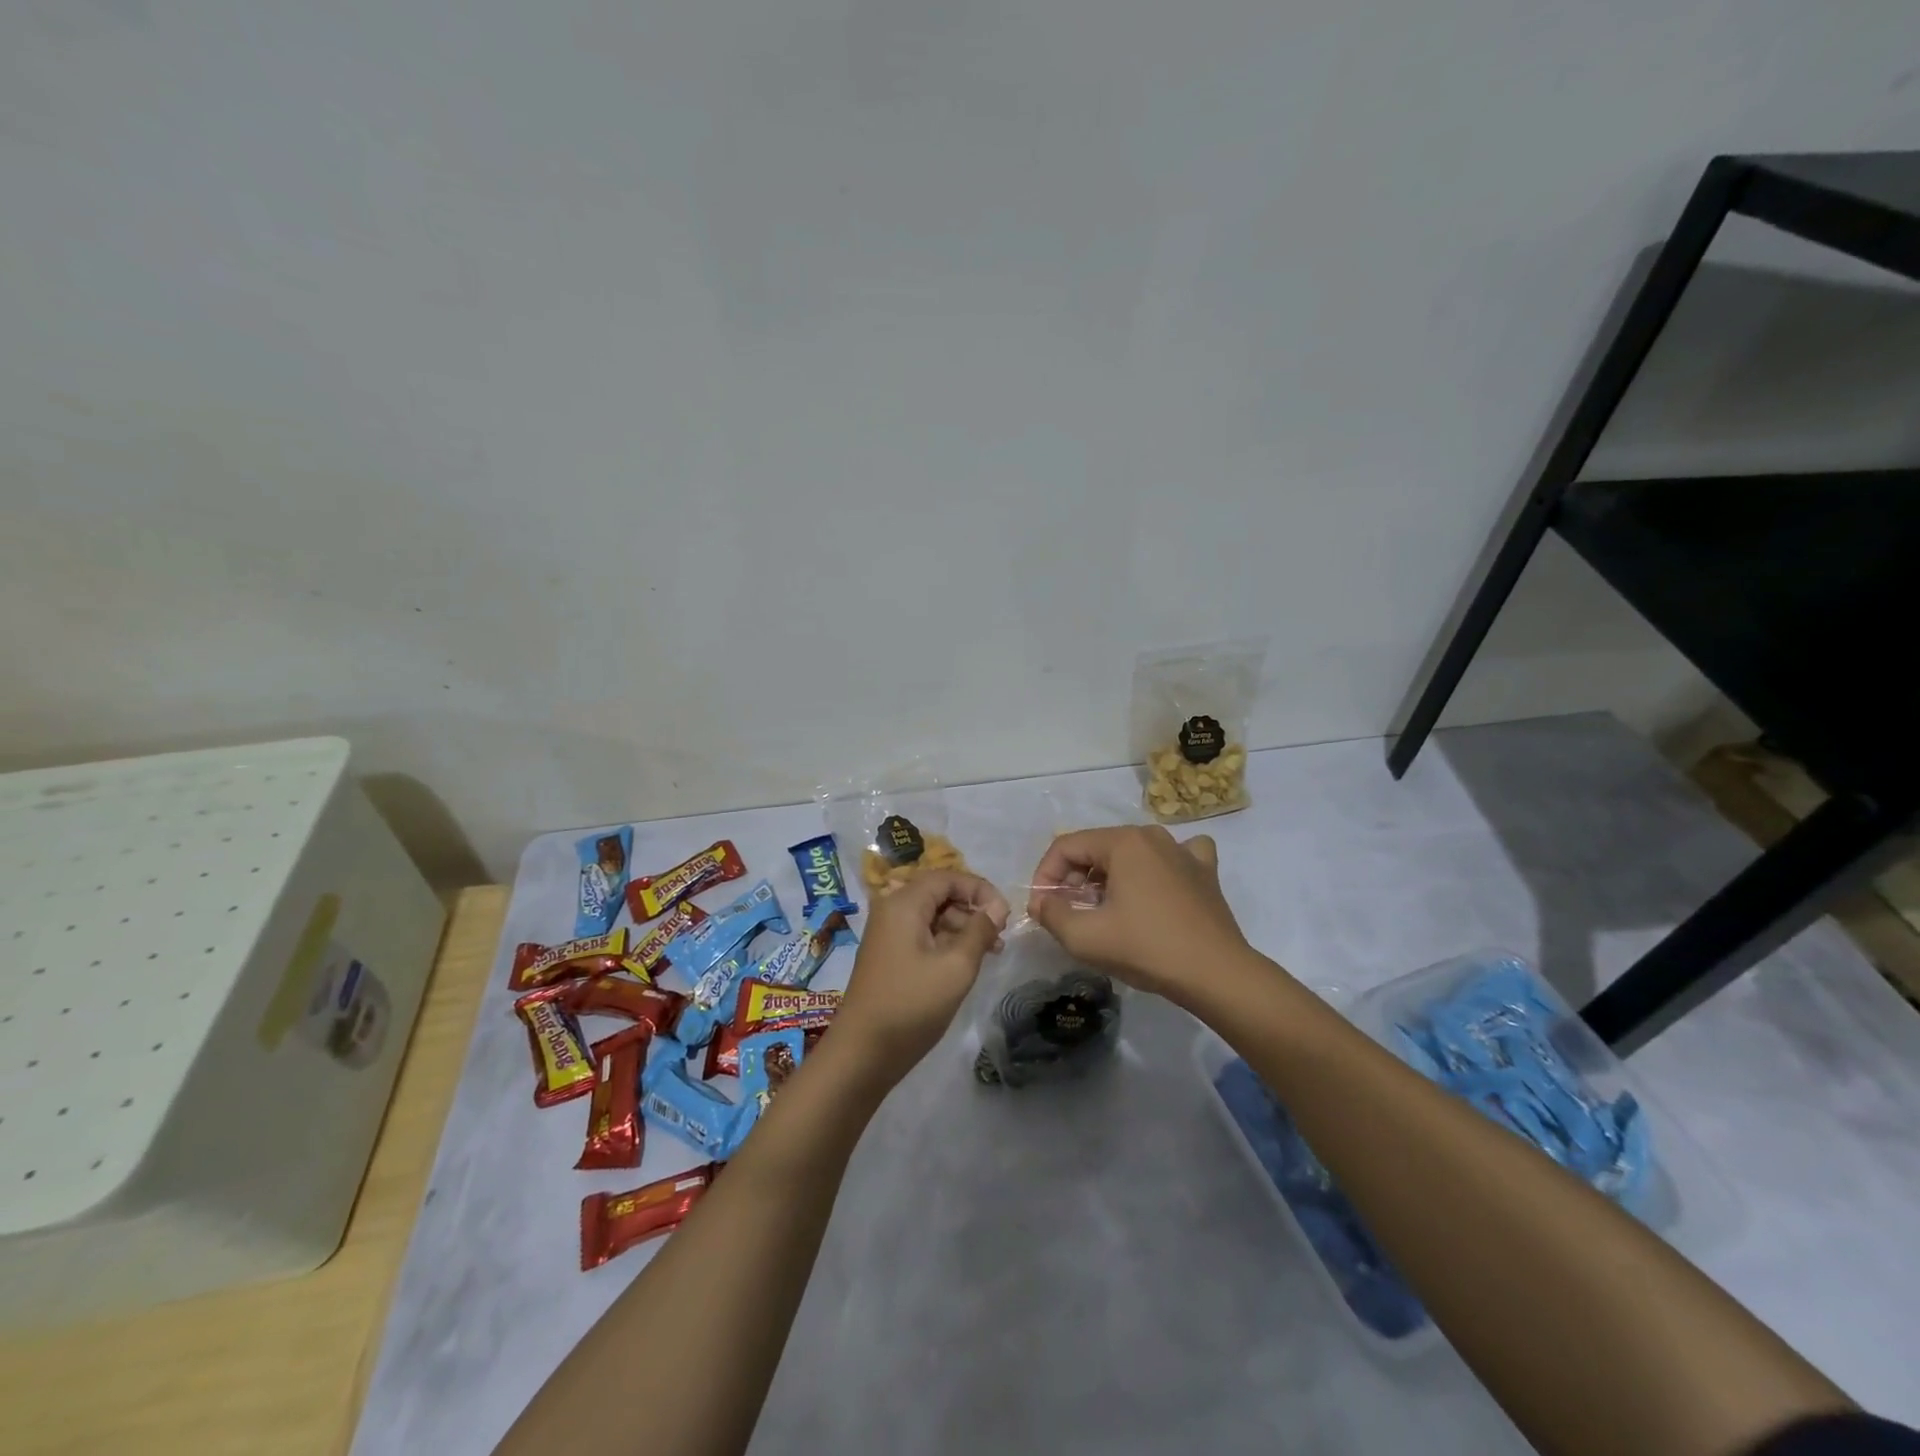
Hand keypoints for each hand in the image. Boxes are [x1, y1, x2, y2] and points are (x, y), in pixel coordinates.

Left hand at [834, 870, 1009, 1086]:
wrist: (863, 1052)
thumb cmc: (912, 1004)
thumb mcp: (956, 966)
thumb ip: (980, 930)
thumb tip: (997, 907)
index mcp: (904, 903)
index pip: (948, 877)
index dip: (980, 889)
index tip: (1004, 914)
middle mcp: (892, 910)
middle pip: (939, 894)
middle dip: (972, 909)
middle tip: (1000, 935)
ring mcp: (887, 933)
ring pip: (932, 916)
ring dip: (962, 928)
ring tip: (991, 952)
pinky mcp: (888, 955)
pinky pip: (922, 934)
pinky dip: (946, 942)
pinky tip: (967, 962)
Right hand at [1027, 825, 1249, 1003]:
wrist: (1216, 974)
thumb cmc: (1147, 949)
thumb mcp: (1085, 938)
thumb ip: (1052, 914)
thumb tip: (1042, 902)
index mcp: (1123, 842)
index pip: (1067, 846)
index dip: (1046, 875)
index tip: (1042, 907)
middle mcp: (1152, 835)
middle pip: (1097, 848)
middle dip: (1075, 879)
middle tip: (1069, 913)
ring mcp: (1183, 851)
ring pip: (1131, 854)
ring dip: (1109, 877)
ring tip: (1105, 910)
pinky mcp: (1205, 872)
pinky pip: (1173, 858)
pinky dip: (1156, 869)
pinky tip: (1157, 887)